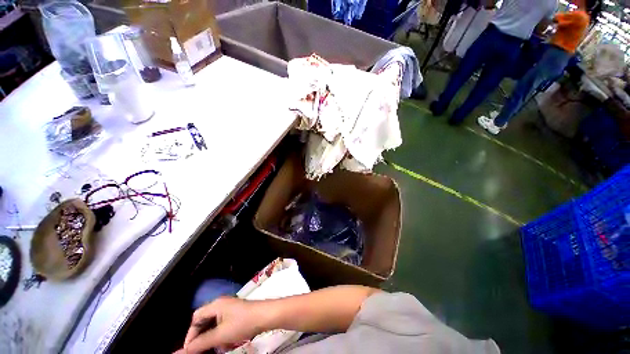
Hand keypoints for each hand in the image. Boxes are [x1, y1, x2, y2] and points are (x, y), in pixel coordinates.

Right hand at [176, 297, 265, 353]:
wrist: (266, 316)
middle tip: (203, 351)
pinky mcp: (237, 314)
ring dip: (213, 338)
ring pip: (214, 325)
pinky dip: (222, 336)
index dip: (191, 335)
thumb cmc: (243, 323)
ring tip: (217, 348)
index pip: (196, 318)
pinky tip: (227, 344)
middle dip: (203, 338)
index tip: (191, 350)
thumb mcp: (220, 335)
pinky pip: (224, 325)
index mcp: (216, 305)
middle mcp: (221, 304)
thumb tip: (181, 352)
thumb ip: (200, 343)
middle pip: (205, 321)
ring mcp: (230, 308)